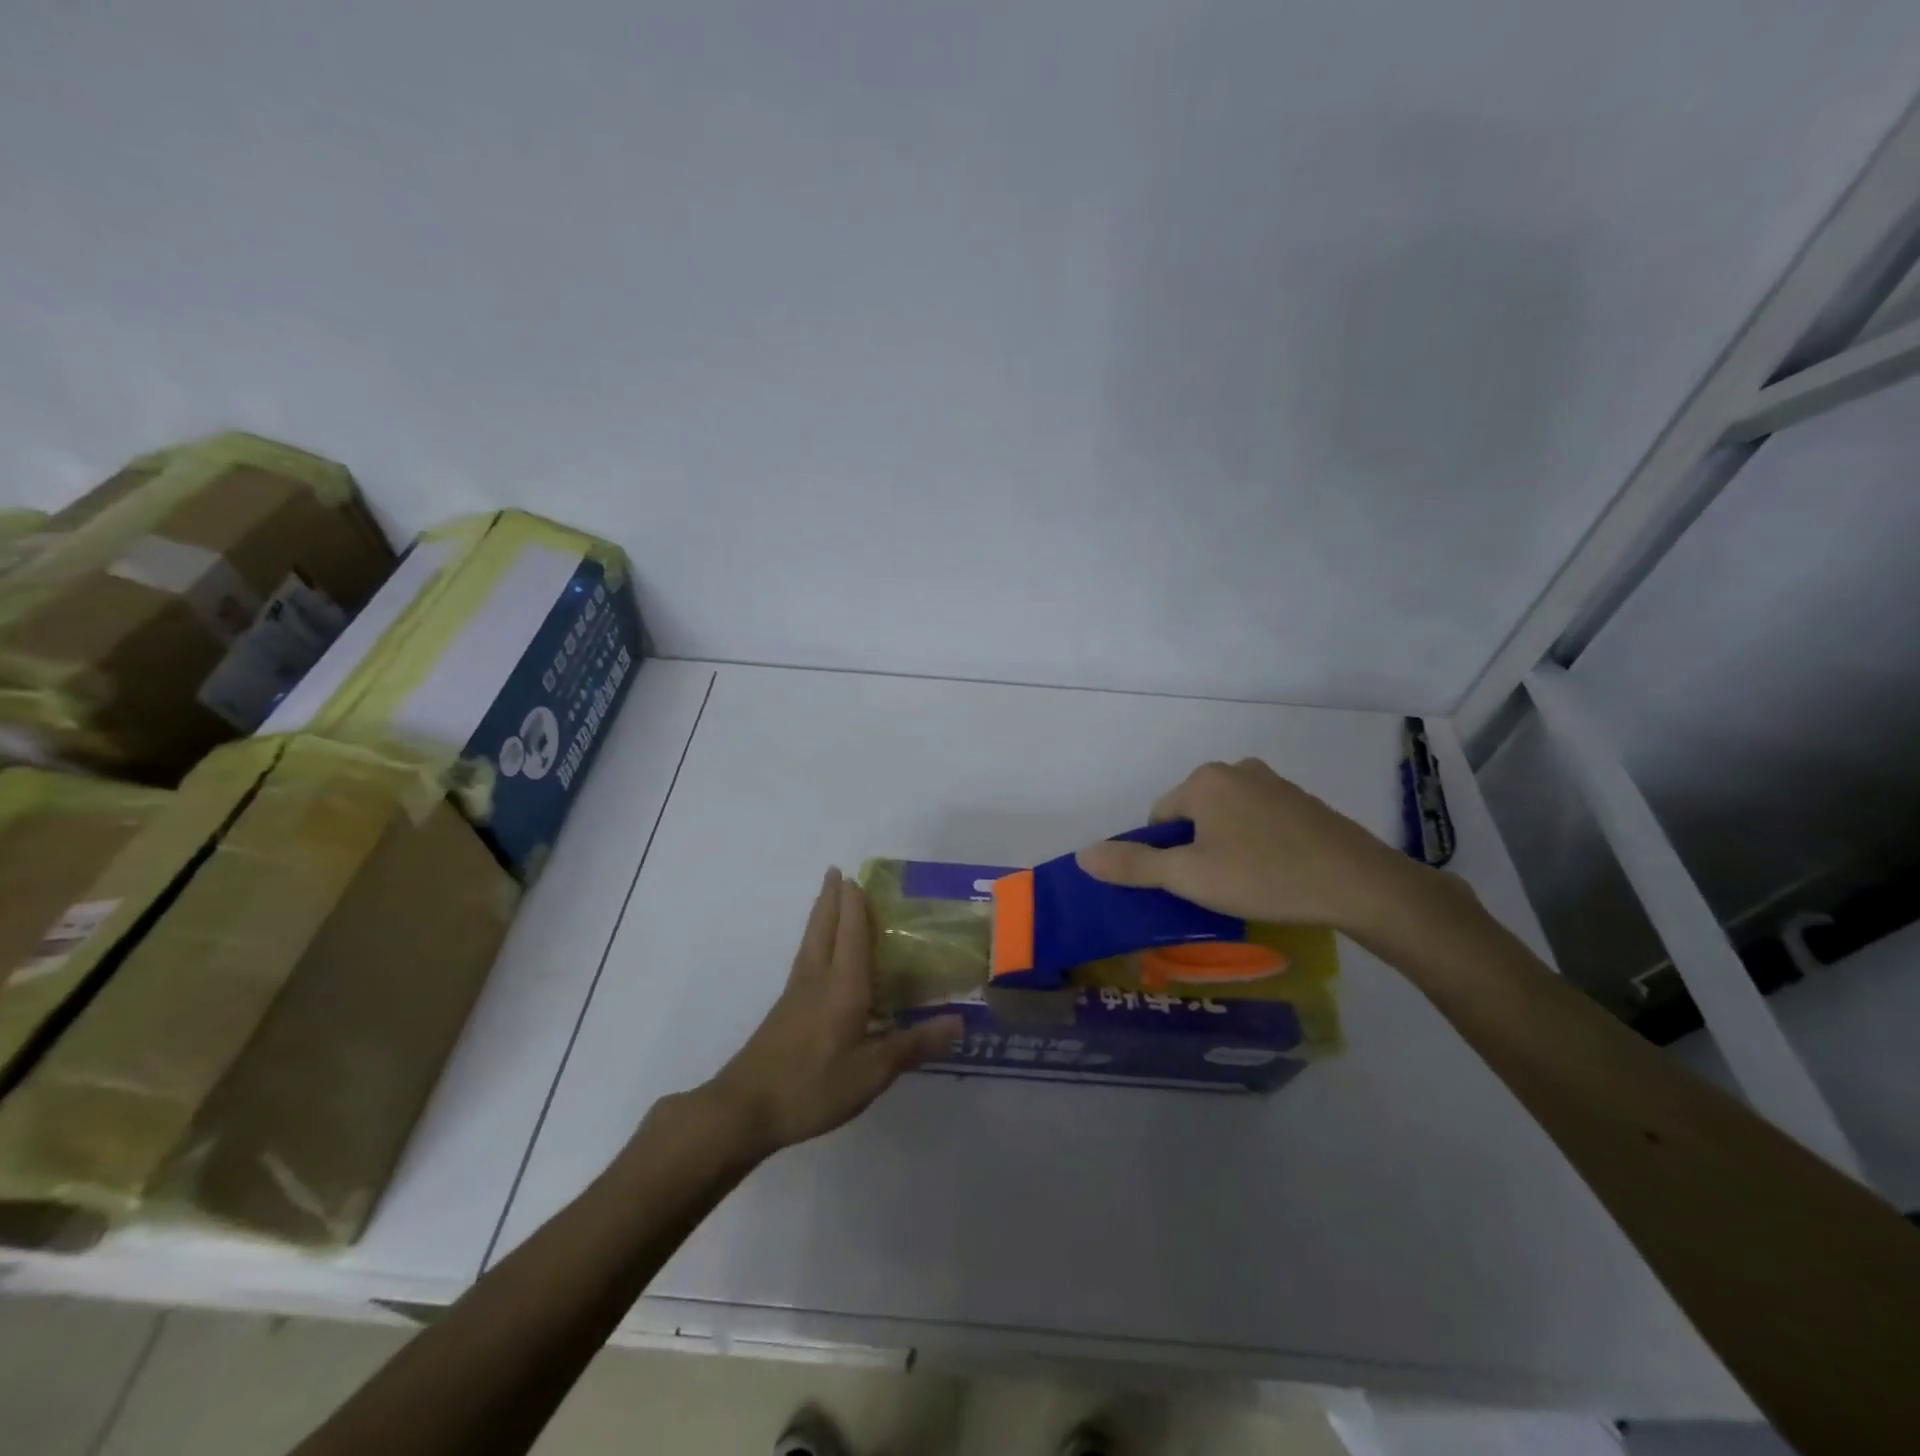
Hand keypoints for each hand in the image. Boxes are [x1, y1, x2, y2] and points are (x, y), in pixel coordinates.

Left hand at [708, 868, 962, 1156]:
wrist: (745, 1110)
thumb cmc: (812, 1086)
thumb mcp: (872, 1072)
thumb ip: (913, 1044)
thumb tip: (958, 1021)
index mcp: (842, 986)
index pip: (851, 934)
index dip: (854, 905)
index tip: (855, 875)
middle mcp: (817, 980)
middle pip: (823, 928)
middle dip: (831, 899)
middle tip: (836, 872)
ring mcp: (795, 995)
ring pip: (810, 942)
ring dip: (821, 916)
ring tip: (828, 900)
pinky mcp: (784, 1012)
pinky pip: (805, 961)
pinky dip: (816, 942)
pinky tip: (820, 956)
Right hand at [1074, 758, 1423, 934]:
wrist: (1359, 884)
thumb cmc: (1263, 876)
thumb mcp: (1189, 877)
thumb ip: (1134, 865)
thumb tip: (1083, 855)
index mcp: (1204, 780)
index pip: (1159, 818)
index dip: (1166, 856)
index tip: (1190, 885)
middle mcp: (1236, 769)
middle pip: (1193, 815)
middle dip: (1196, 849)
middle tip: (1217, 888)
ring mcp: (1274, 783)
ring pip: (1227, 819)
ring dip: (1226, 847)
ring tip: (1247, 884)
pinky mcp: (1304, 802)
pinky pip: (1260, 822)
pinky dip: (1257, 845)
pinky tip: (1275, 874)